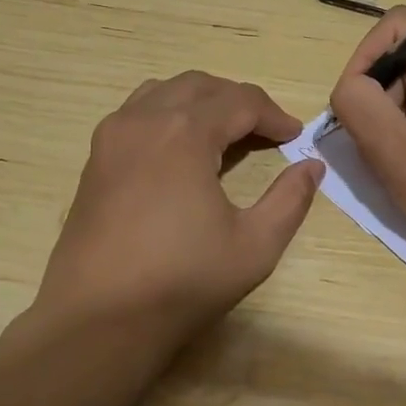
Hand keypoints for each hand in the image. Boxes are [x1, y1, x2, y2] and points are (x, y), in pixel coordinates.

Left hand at [35, 71, 324, 354]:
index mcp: (184, 133)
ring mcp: (112, 137)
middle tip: (265, 132)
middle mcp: (144, 120)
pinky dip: (166, 114)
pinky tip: (179, 151)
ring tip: (224, 133)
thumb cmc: (182, 282)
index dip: (275, 116)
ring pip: (163, 91)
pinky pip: (136, 113)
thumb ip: (290, 199)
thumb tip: (312, 166)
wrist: (98, 320)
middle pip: (201, 86)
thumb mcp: (255, 246)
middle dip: (239, 101)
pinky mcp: (94, 159)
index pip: (241, 102)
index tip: (296, 137)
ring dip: (200, 101)